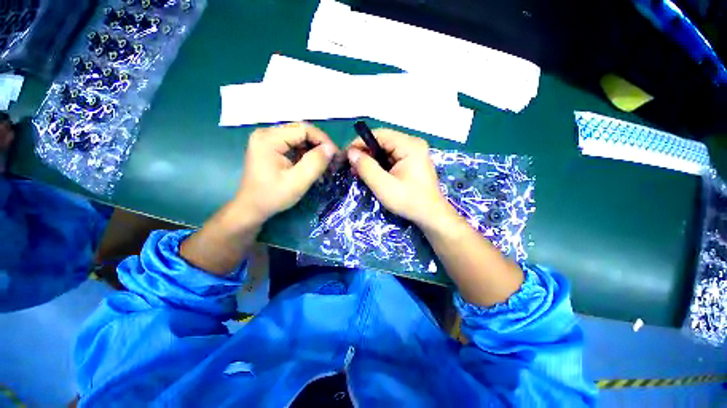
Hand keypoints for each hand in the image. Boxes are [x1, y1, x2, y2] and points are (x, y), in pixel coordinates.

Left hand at [233, 122, 337, 223]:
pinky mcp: (270, 147)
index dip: (323, 140)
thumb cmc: (273, 196)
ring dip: (314, 151)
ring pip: (299, 138)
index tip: (335, 156)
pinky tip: (312, 166)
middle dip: (319, 145)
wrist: (252, 208)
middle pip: (301, 131)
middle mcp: (266, 133)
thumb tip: (331, 148)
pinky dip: (305, 154)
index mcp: (269, 138)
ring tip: (324, 166)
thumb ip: (315, 163)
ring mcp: (267, 140)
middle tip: (332, 161)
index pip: (304, 129)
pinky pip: (293, 145)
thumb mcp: (297, 181)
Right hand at [346, 129, 454, 228]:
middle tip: (352, 167)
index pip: (380, 135)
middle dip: (366, 153)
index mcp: (410, 146)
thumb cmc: (409, 201)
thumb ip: (366, 168)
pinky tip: (373, 174)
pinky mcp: (412, 161)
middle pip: (383, 141)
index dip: (360, 142)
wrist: (431, 215)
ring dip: (372, 160)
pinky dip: (380, 165)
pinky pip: (391, 158)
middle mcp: (413, 144)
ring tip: (360, 173)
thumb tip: (351, 152)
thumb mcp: (383, 186)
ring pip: (386, 150)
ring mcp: (414, 152)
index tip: (346, 155)